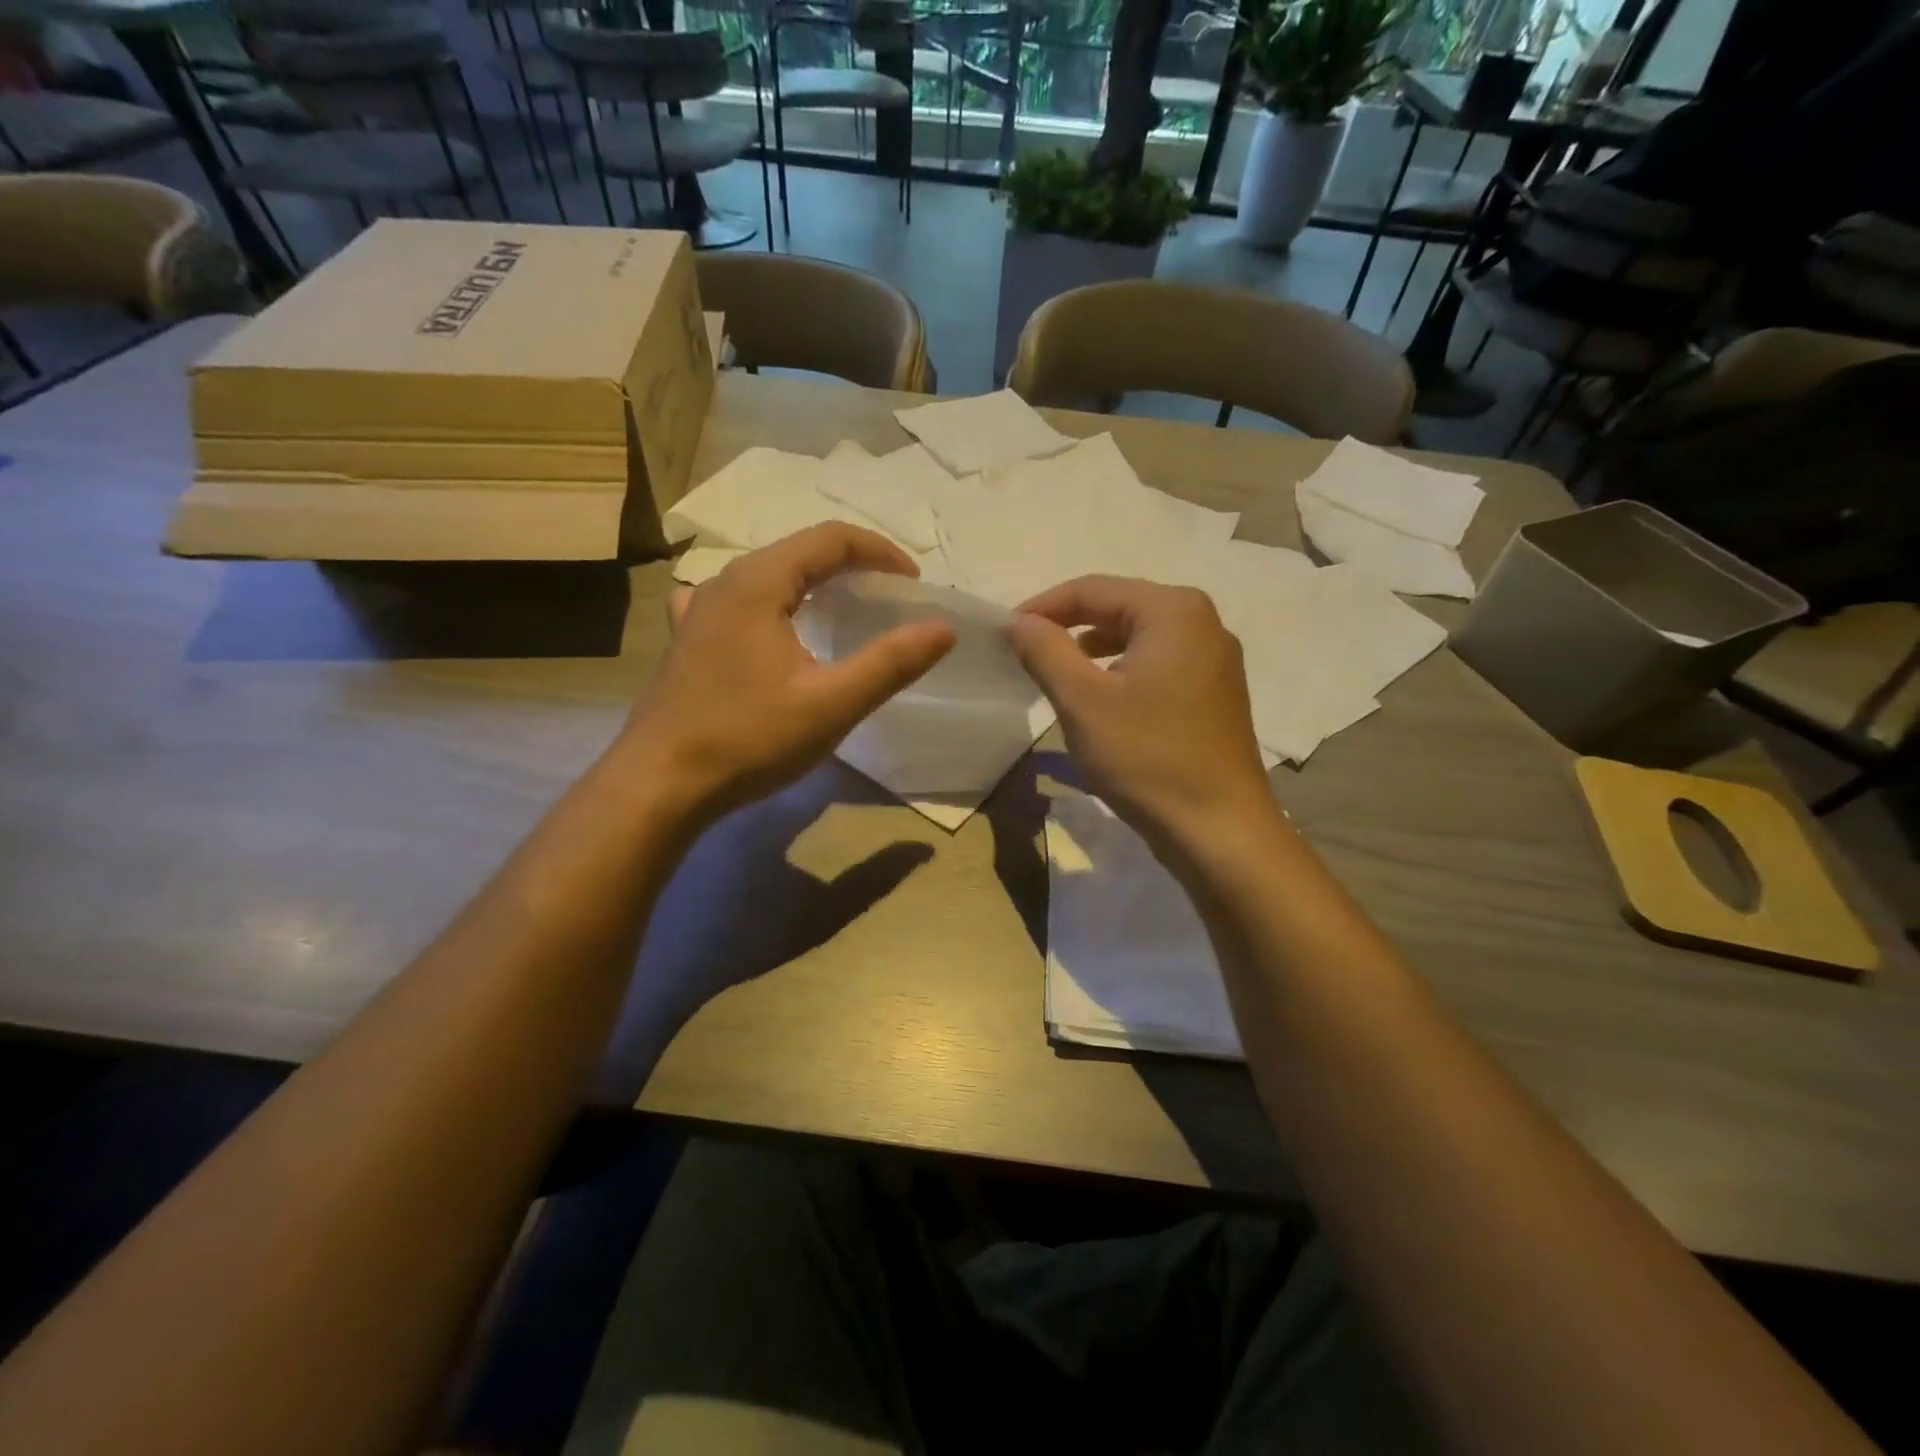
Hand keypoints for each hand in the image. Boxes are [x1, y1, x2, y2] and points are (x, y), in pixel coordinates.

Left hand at [621, 525, 954, 821]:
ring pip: (767, 576)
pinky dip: (771, 603)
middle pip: (798, 552)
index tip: (913, 585)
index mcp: (758, 583)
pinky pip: (737, 601)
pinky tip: (769, 627)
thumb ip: (891, 663)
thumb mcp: (831, 704)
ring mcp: (697, 611)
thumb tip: (943, 628)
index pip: (831, 539)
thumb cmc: (748, 740)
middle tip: (888, 597)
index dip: (880, 553)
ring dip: (812, 582)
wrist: (659, 785)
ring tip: (841, 610)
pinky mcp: (686, 640)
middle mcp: (724, 583)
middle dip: (850, 565)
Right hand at [1009, 576, 1273, 846]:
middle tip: (1027, 652)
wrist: (1218, 829)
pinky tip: (1102, 699)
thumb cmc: (1147, 757)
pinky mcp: (1216, 693)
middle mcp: (1203, 622)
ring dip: (1094, 650)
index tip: (1005, 632)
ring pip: (1139, 638)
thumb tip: (1019, 621)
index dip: (1043, 607)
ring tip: (1058, 673)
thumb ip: (1045, 650)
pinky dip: (1123, 671)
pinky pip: (1158, 664)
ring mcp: (1216, 659)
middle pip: (1120, 607)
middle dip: (1069, 626)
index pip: (1093, 589)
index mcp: (1174, 610)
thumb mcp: (1083, 700)